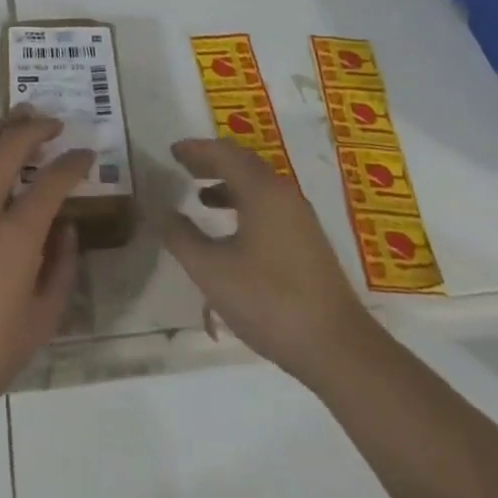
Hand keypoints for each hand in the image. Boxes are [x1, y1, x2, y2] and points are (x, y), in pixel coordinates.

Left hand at [0, 109, 91, 418]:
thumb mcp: (40, 323)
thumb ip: (61, 270)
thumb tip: (66, 230)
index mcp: (17, 237)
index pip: (52, 182)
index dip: (73, 162)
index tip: (86, 155)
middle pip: (10, 148)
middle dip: (35, 128)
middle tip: (53, 123)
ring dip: (1, 128)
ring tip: (19, 114)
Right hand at [162, 138, 373, 388]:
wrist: (337, 348)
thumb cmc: (269, 301)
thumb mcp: (212, 271)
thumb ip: (181, 237)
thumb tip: (160, 210)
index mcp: (262, 190)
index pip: (224, 153)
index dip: (196, 150)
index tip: (172, 151)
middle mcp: (284, 193)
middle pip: (244, 163)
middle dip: (212, 162)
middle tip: (184, 167)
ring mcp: (300, 217)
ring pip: (259, 186)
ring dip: (229, 184)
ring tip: (201, 197)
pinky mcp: (308, 241)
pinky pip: (270, 205)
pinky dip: (245, 204)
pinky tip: (232, 232)